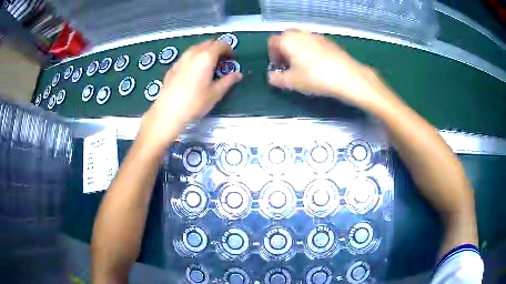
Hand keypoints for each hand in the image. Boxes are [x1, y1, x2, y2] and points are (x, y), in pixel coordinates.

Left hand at [140, 40, 242, 148]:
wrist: (168, 112)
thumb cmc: (195, 103)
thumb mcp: (215, 93)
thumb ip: (228, 81)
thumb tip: (238, 75)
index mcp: (206, 57)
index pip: (220, 44)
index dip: (229, 49)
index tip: (232, 58)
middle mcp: (193, 53)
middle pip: (208, 43)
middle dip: (217, 48)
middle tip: (222, 61)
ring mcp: (181, 59)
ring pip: (196, 48)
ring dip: (205, 51)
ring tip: (208, 65)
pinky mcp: (173, 67)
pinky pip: (186, 56)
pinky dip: (194, 58)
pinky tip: (194, 71)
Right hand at [268, 30, 396, 110]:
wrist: (347, 76)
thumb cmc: (316, 77)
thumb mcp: (292, 82)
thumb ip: (276, 79)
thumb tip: (271, 77)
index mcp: (288, 40)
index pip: (272, 42)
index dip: (272, 55)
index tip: (277, 66)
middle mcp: (301, 34)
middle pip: (286, 38)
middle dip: (284, 50)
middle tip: (288, 65)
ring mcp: (316, 36)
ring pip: (301, 40)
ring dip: (297, 50)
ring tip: (302, 65)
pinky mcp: (329, 42)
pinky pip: (313, 43)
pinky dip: (310, 50)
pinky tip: (317, 64)